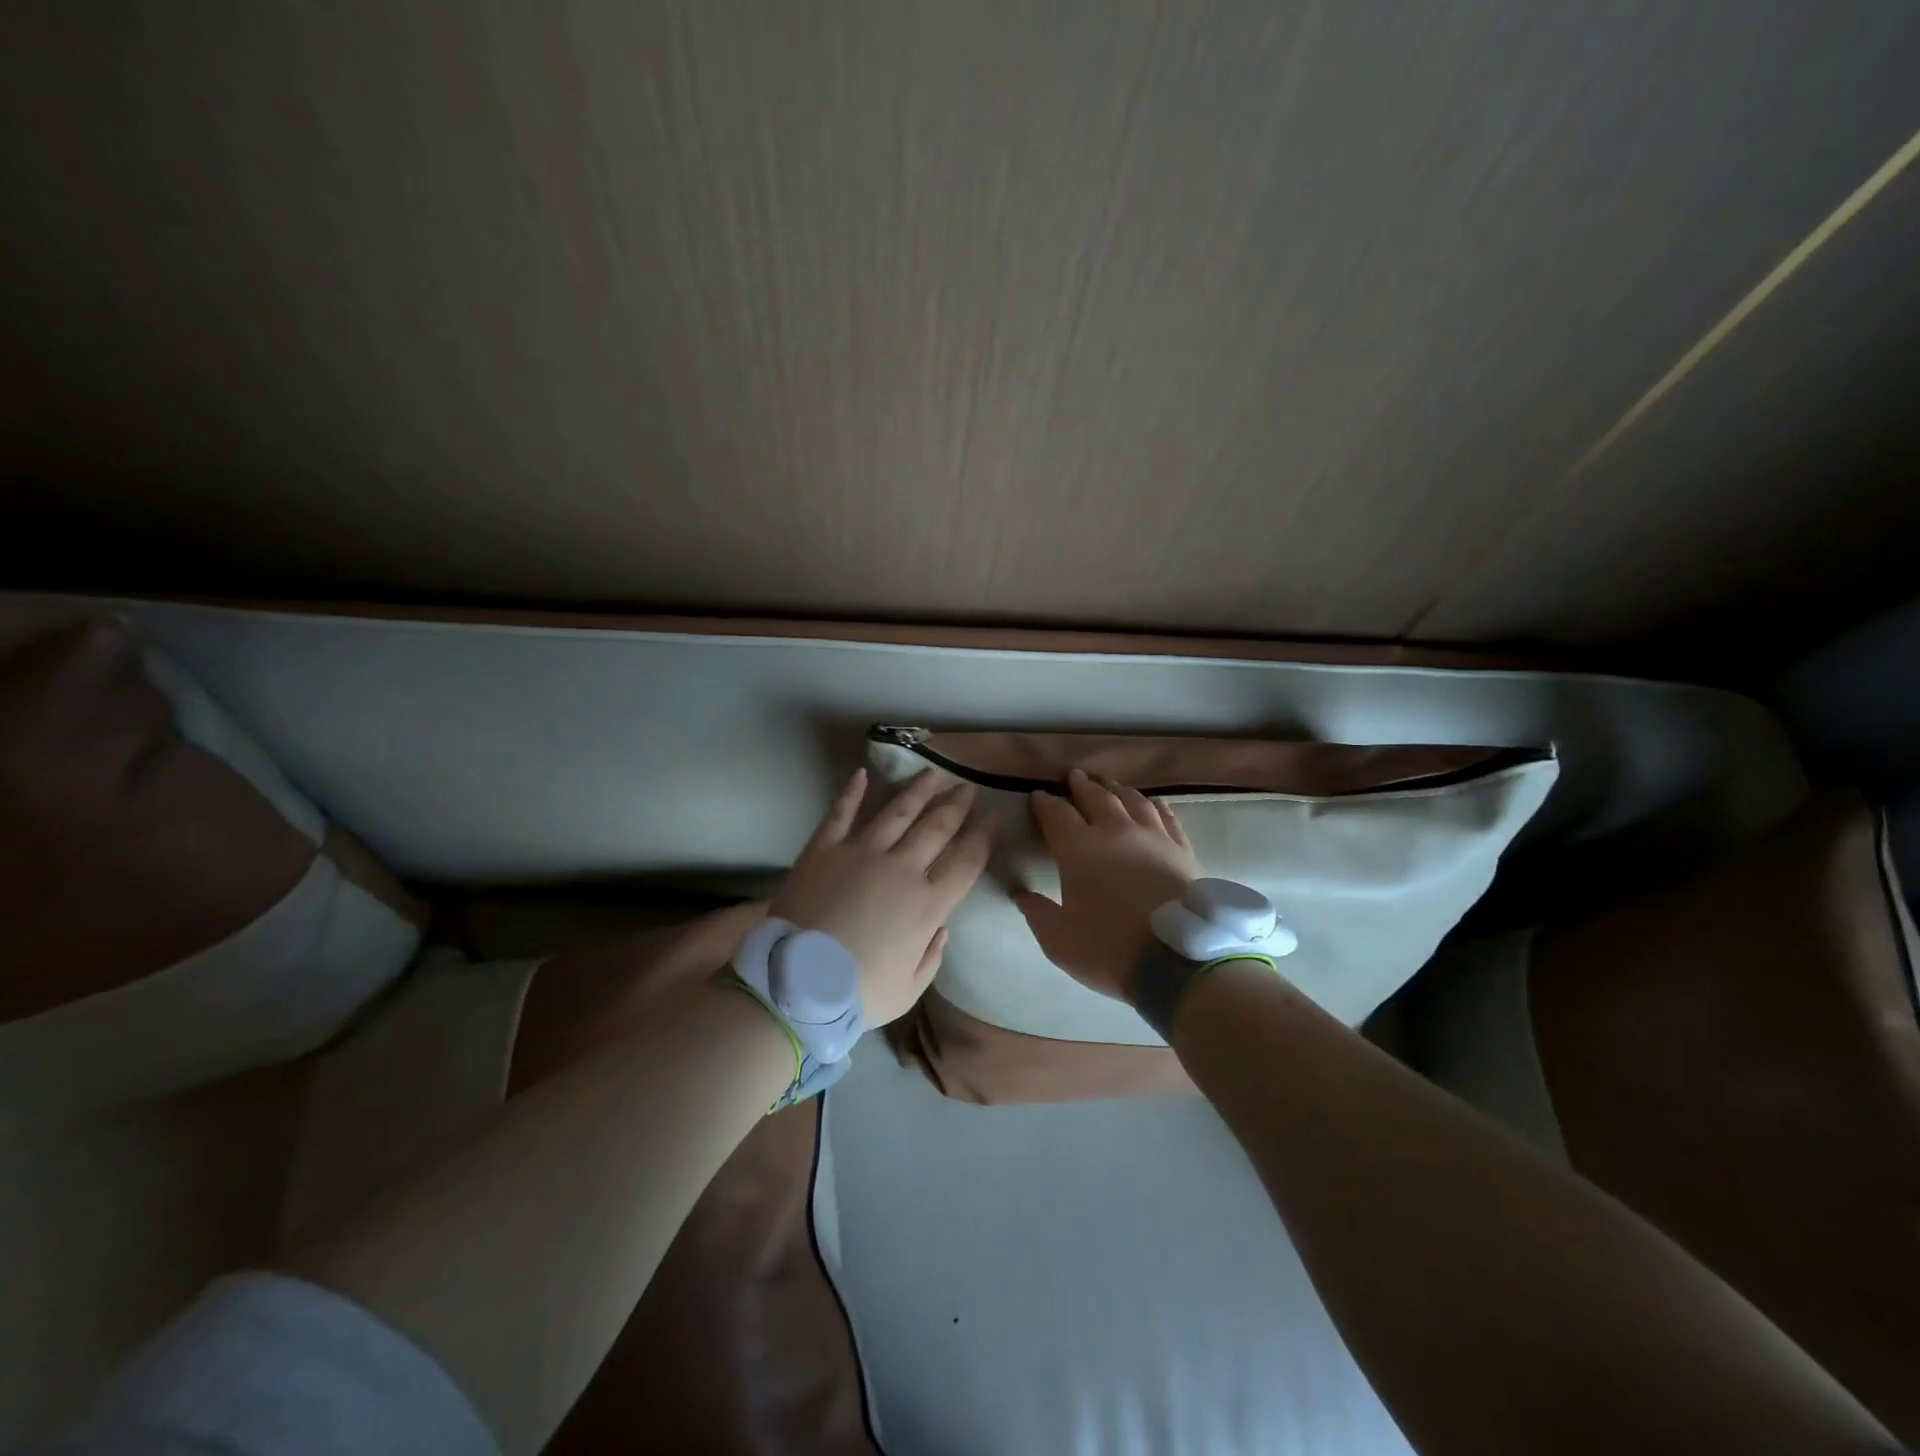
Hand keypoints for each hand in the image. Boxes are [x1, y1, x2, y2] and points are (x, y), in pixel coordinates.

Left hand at [772, 768, 990, 1026]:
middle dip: (956, 806)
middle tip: (968, 789)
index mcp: (927, 905)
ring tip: (933, 774)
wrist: (795, 982)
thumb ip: (931, 957)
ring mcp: (861, 853)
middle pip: (937, 828)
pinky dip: (852, 791)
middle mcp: (901, 869)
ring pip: (898, 812)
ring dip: (918, 791)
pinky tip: (862, 774)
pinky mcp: (824, 848)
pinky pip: (841, 812)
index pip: (966, 862)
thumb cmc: (857, 993)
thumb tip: (942, 929)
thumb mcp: (908, 990)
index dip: (983, 838)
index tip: (993, 819)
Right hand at [1014, 768, 1200, 998]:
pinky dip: (1155, 804)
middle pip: (1096, 797)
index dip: (1044, 802)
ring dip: (1116, 788)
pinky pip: (1166, 816)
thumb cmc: (1110, 949)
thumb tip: (1022, 894)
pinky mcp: (1182, 848)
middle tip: (1074, 776)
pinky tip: (1152, 802)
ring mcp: (1153, 836)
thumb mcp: (1059, 940)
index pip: (1056, 814)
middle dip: (1081, 785)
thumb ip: (1037, 913)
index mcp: (1079, 849)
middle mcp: (1115, 831)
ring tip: (1108, 784)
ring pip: (1132, 800)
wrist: (1178, 962)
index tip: (1037, 796)